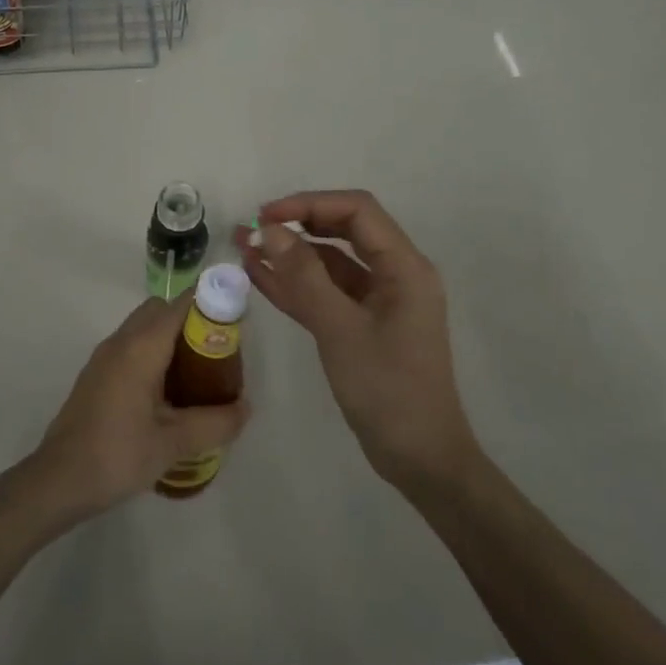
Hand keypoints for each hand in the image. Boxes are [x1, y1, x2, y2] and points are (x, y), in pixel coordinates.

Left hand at [20, 296, 251, 520]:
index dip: (209, 305)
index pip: (180, 304)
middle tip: (216, 355)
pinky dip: (153, 354)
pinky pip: (131, 347)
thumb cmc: (117, 455)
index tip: (234, 325)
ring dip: (171, 339)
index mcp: (141, 347)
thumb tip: (245, 408)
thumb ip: (214, 423)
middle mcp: (121, 342)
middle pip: (161, 310)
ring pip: (144, 328)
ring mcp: (104, 357)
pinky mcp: (96, 375)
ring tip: (197, 375)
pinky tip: (167, 394)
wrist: (57, 481)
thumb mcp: (173, 443)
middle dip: (191, 322)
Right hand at [239, 190, 478, 490]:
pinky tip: (260, 278)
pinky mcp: (363, 326)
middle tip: (253, 230)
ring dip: (291, 256)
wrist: (420, 460)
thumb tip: (270, 230)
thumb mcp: (340, 329)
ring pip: (331, 264)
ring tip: (245, 249)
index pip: (357, 211)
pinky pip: (327, 294)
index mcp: (404, 267)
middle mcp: (395, 275)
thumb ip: (304, 276)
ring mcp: (379, 302)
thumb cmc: (387, 390)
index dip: (310, 204)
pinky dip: (296, 286)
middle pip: (343, 232)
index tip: (267, 215)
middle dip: (297, 227)